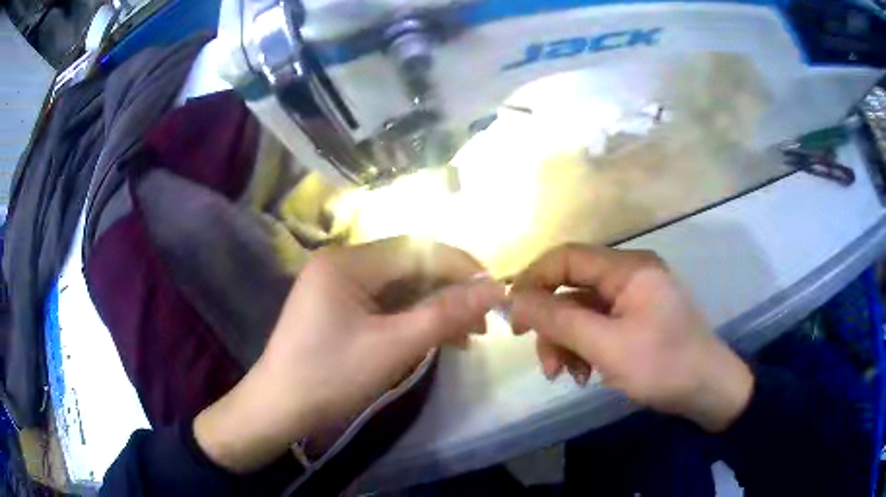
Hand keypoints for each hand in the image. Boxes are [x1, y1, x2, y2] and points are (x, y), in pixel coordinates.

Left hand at [194, 237, 504, 472]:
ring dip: (435, 308)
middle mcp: (342, 263)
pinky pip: (387, 304)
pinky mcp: (341, 307)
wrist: (281, 409)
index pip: (416, 249)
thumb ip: (445, 314)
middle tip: (482, 322)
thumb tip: (495, 290)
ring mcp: (340, 285)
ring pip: (401, 288)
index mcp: (346, 262)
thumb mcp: (393, 347)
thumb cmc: (331, 377)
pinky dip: (414, 319)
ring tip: (467, 336)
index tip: (494, 291)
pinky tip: (439, 338)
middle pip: (410, 267)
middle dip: (450, 292)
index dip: (460, 266)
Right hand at [510, 244, 752, 431]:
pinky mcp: (637, 319)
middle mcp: (630, 275)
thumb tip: (513, 299)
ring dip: (568, 342)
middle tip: (544, 361)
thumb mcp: (607, 346)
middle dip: (553, 325)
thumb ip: (559, 319)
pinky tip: (586, 374)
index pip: (567, 256)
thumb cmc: (663, 365)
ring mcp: (635, 298)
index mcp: (628, 269)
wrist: (708, 389)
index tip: (513, 314)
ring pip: (583, 311)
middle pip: (573, 288)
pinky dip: (586, 348)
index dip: (534, 279)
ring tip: (567, 376)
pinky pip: (599, 326)